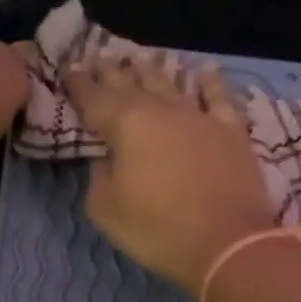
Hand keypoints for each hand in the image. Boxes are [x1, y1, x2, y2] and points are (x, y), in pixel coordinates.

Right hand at [66, 53, 277, 295]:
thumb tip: (106, 158)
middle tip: (99, 58)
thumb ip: (99, 177)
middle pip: (131, 84)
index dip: (80, 85)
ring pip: (171, 84)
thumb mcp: (106, 209)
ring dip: (152, 70)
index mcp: (126, 125)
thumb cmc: (157, 230)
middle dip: (112, 71)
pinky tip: (204, 71)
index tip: (69, 70)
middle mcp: (162, 110)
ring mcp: (199, 117)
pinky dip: (210, 83)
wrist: (227, 244)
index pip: (95, 98)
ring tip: (140, 58)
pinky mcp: (231, 132)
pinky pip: (219, 98)